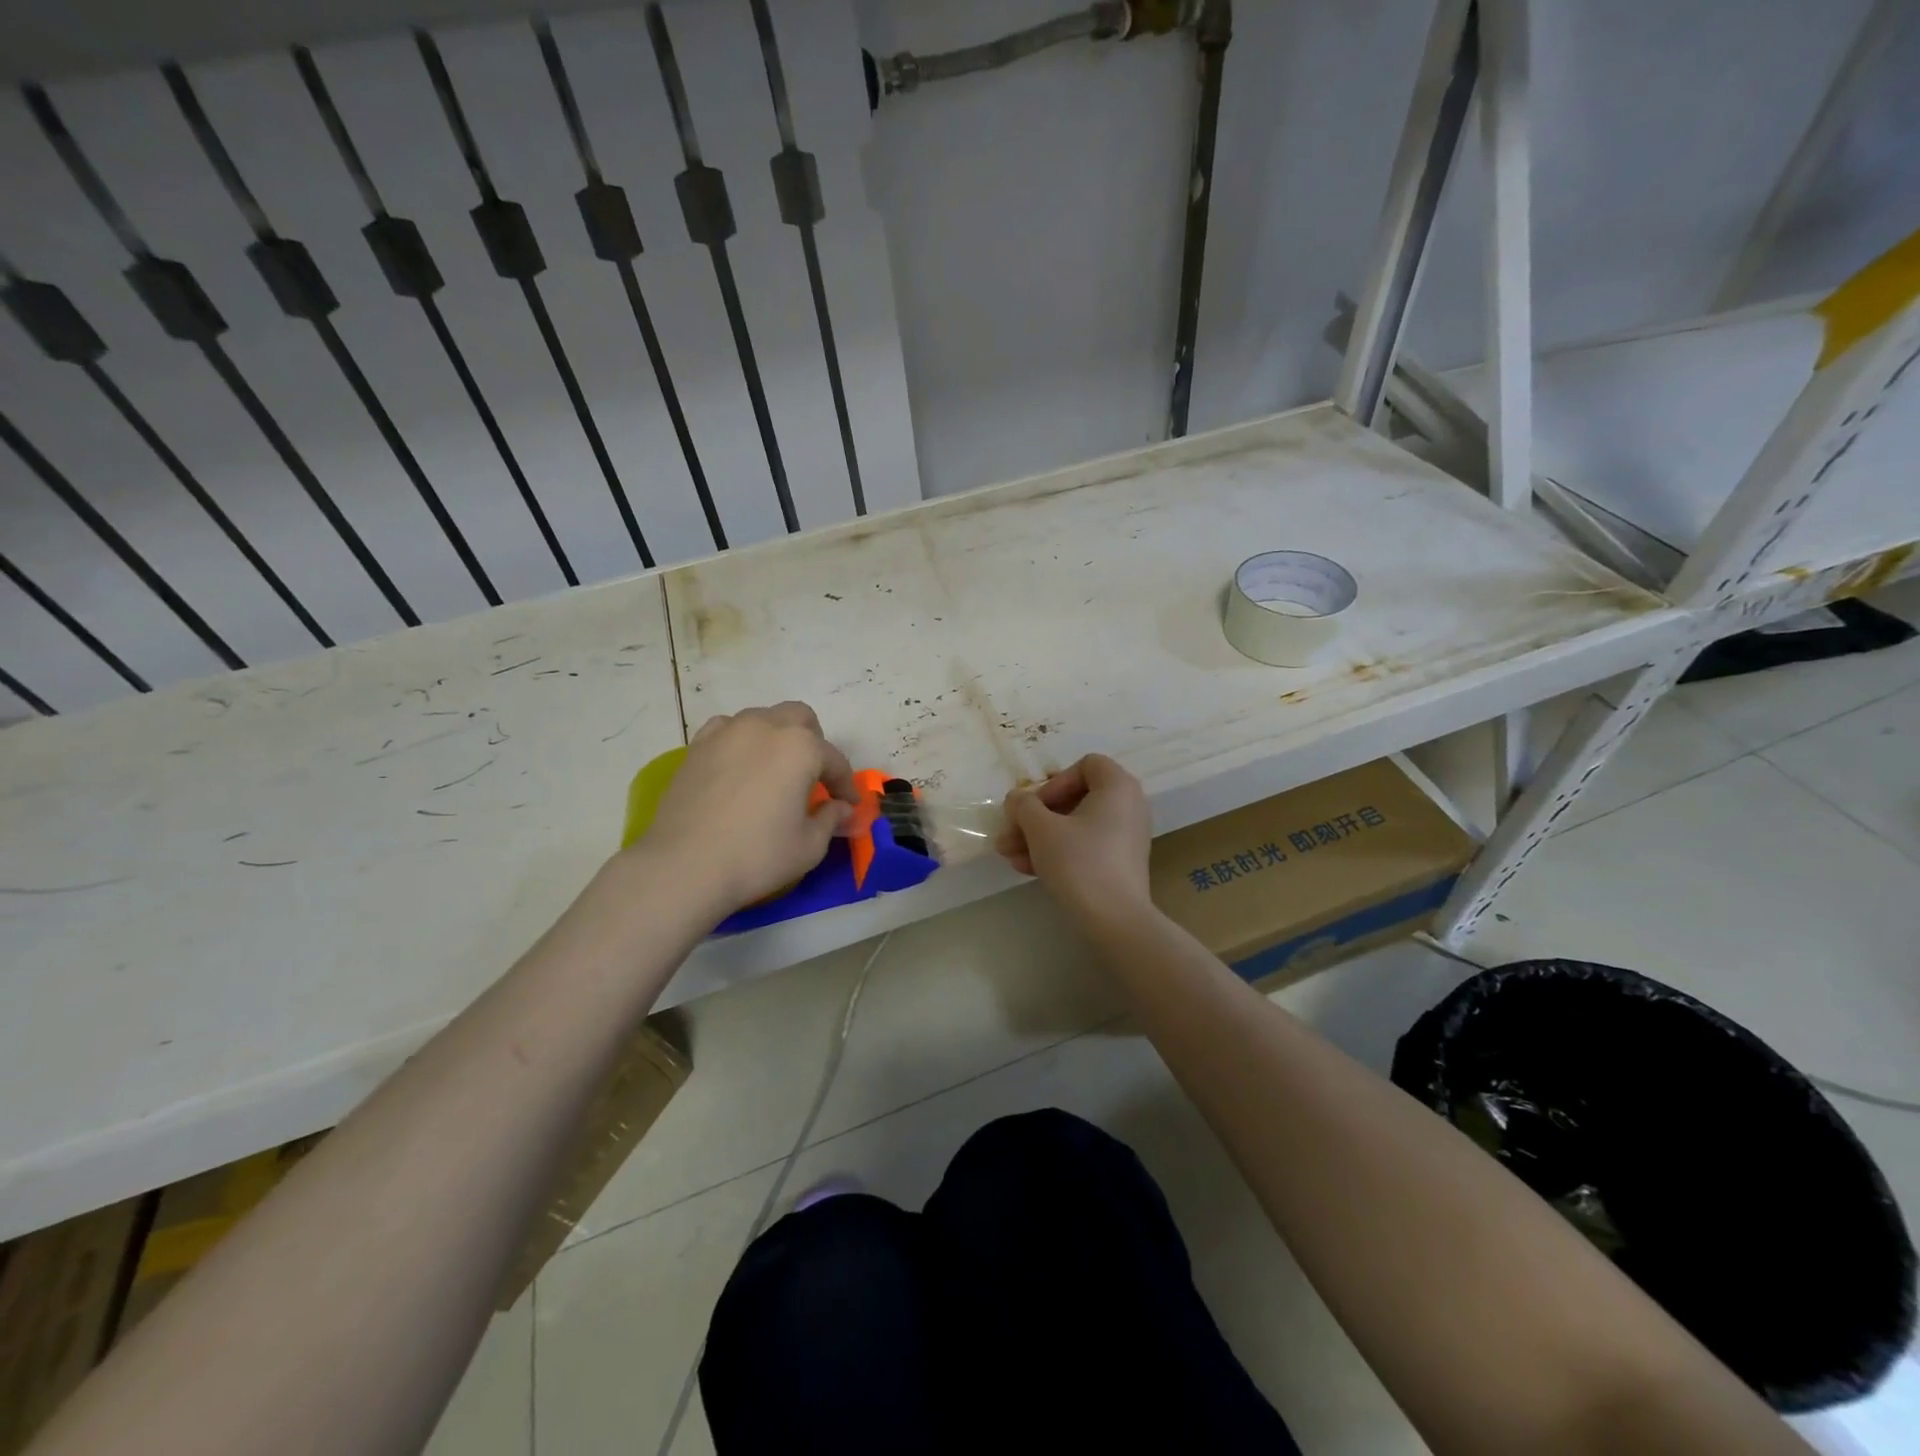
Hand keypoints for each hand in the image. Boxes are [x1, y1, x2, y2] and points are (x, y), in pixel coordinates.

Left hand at [632, 702, 857, 918]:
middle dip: (814, 744)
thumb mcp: (810, 845)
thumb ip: (832, 819)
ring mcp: (727, 732)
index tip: (849, 806)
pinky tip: (740, 769)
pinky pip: (729, 730)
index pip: (834, 761)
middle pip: (801, 719)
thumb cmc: (757, 855)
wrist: (684, 866)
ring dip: (778, 739)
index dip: (846, 786)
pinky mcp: (697, 746)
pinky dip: (742, 743)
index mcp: (800, 747)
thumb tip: (843, 810)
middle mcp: (765, 726)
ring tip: (776, 772)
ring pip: (763, 719)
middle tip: (814, 779)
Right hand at [996, 754, 1152, 929]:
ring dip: (1039, 837)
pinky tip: (1026, 869)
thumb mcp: (1041, 829)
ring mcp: (1126, 838)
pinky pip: (1084, 847)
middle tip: (1008, 834)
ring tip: (1009, 856)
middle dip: (1035, 817)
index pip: (1085, 766)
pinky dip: (1057, 853)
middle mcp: (1128, 807)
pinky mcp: (1119, 865)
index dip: (1054, 783)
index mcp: (1119, 787)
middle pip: (1075, 799)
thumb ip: (1023, 805)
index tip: (1034, 807)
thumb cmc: (1079, 862)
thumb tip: (1016, 799)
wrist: (1115, 922)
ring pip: (1074, 827)